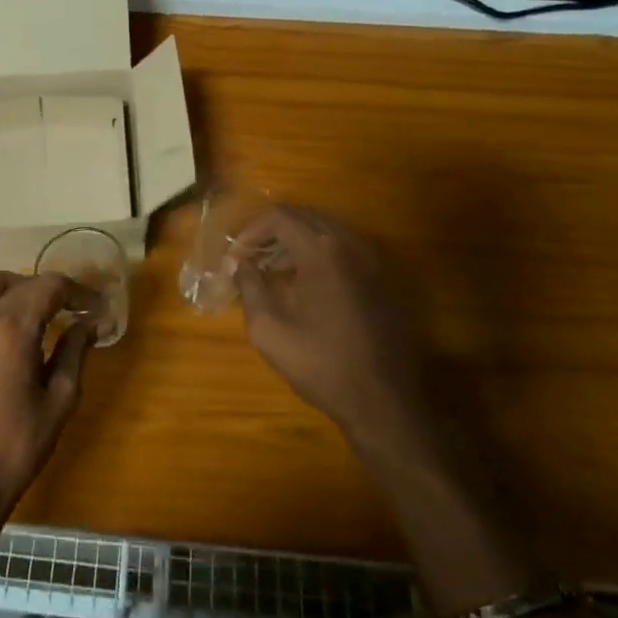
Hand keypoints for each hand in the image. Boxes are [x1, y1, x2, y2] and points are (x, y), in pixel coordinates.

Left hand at [0, 271, 93, 521]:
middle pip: (16, 280)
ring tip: (31, 316)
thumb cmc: (19, 443)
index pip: (49, 286)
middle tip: (65, 311)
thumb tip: (91, 322)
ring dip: (11, 290)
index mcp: (11, 328)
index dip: (78, 291)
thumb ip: (75, 350)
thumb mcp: (60, 398)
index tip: (95, 308)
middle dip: (45, 289)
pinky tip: (0, 333)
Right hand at [233, 207, 429, 454]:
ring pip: (326, 233)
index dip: (250, 232)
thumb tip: (239, 264)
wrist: (382, 401)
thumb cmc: (320, 364)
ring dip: (295, 244)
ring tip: (271, 271)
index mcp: (322, 250)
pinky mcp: (383, 281)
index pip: (279, 217)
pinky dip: (319, 256)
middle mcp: (351, 245)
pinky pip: (344, 252)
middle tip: (248, 258)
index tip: (234, 257)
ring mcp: (373, 261)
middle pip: (304, 218)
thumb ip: (249, 287)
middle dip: (271, 233)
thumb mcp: (269, 329)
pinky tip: (305, 286)